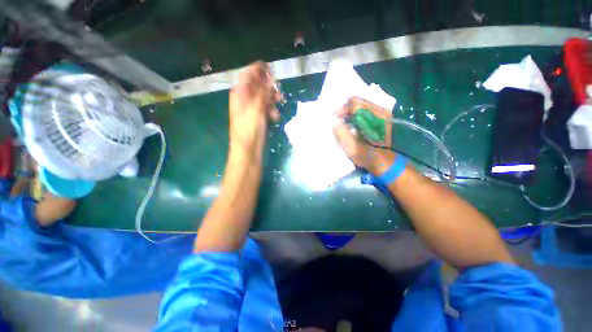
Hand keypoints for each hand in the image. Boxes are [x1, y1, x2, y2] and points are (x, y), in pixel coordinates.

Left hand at [228, 61, 280, 159]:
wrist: (248, 150)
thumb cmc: (249, 129)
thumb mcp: (256, 109)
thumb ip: (263, 92)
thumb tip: (269, 77)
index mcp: (240, 93)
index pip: (248, 74)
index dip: (258, 69)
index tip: (271, 67)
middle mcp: (245, 98)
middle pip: (257, 85)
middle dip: (269, 86)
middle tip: (279, 90)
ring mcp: (252, 108)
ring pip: (263, 97)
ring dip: (272, 99)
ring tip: (279, 103)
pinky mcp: (258, 117)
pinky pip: (266, 108)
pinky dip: (272, 110)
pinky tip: (275, 116)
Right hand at [333, 97, 394, 174]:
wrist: (386, 163)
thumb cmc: (368, 156)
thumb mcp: (352, 148)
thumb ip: (341, 133)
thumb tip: (333, 120)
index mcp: (374, 116)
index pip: (353, 104)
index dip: (341, 110)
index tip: (334, 120)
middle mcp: (380, 110)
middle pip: (358, 101)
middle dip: (345, 110)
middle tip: (338, 121)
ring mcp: (383, 113)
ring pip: (362, 105)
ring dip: (350, 113)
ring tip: (344, 123)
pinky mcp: (383, 118)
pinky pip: (366, 110)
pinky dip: (357, 115)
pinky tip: (353, 124)